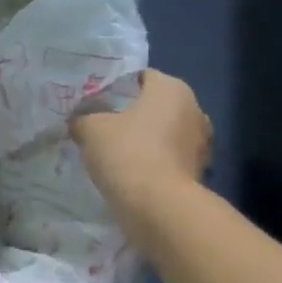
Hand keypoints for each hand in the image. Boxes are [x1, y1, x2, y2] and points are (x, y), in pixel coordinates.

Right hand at [71, 69, 211, 220]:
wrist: (158, 205)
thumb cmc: (126, 152)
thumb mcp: (90, 129)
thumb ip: (83, 119)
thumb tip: (80, 120)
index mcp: (171, 88)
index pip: (141, 77)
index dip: (116, 88)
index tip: (96, 103)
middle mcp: (194, 108)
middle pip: (155, 105)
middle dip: (132, 114)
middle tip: (103, 126)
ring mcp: (201, 141)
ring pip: (165, 132)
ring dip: (145, 139)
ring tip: (116, 152)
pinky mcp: (199, 169)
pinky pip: (170, 157)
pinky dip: (154, 161)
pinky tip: (132, 172)